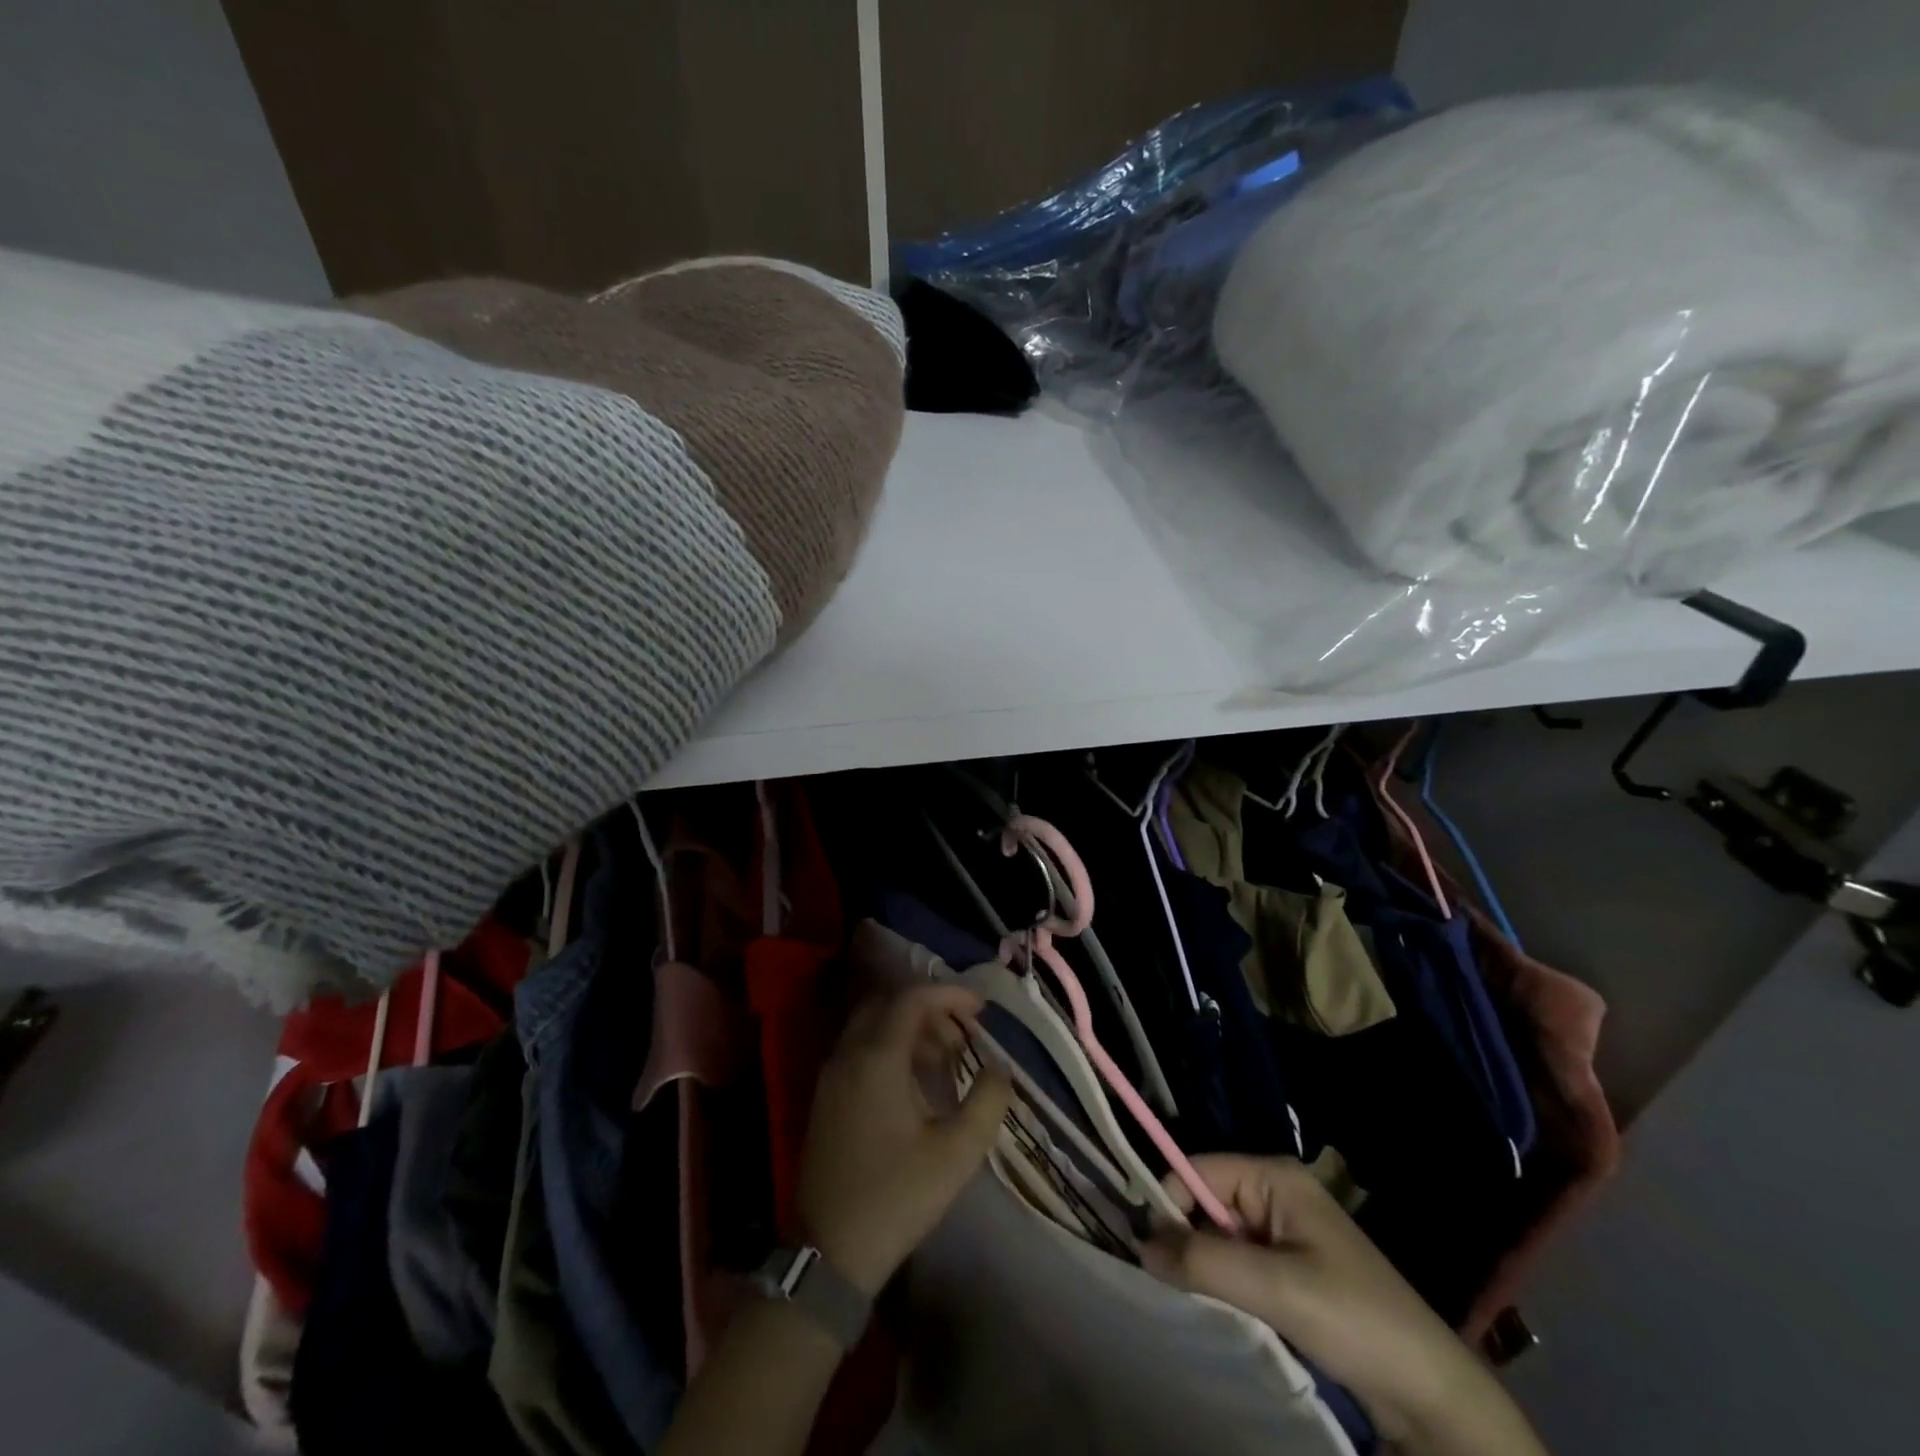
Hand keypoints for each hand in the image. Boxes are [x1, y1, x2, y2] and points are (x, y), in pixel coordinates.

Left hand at [797, 984, 1012, 1295]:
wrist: (828, 1254)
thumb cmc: (896, 1197)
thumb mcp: (956, 1153)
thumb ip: (987, 1101)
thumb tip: (1000, 1067)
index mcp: (876, 1057)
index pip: (912, 999)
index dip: (949, 994)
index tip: (981, 1008)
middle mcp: (848, 1055)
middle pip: (888, 1005)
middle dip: (929, 1010)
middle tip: (962, 1036)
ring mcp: (831, 1076)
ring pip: (872, 1027)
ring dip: (910, 1030)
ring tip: (945, 1060)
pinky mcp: (825, 1098)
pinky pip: (859, 1050)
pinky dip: (890, 1048)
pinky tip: (914, 1084)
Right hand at [1141, 1155, 1543, 1454]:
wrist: (1430, 1393)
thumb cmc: (1354, 1320)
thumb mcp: (1276, 1287)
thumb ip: (1204, 1260)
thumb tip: (1140, 1245)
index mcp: (1273, 1176)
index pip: (1196, 1169)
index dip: (1168, 1203)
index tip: (1148, 1250)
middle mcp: (1274, 1193)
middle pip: (1205, 1202)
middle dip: (1185, 1240)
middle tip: (1170, 1284)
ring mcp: (1283, 1233)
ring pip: (1218, 1237)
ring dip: (1204, 1268)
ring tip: (1193, 1301)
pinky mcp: (1289, 1271)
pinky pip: (1237, 1265)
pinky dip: (1223, 1286)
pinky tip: (1221, 1311)